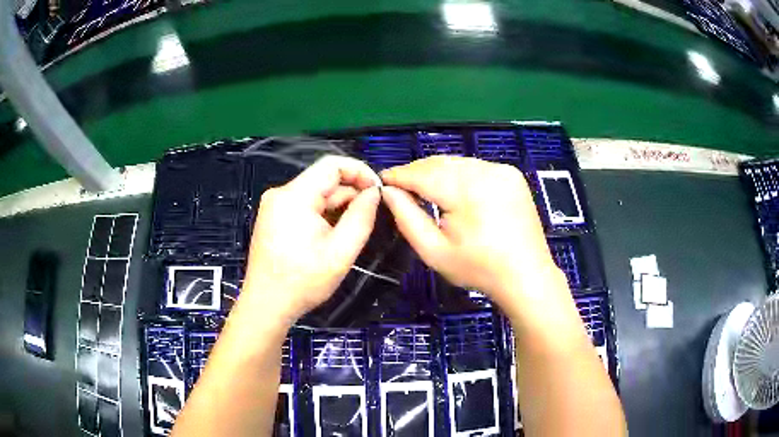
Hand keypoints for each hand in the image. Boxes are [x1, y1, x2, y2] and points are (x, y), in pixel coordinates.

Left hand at [240, 155, 380, 322]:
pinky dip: (322, 215)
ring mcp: (273, 206)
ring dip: (336, 207)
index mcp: (294, 196)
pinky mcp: (272, 218)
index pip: (331, 165)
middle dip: (349, 194)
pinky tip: (330, 236)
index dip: (359, 171)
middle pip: (323, 180)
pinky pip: (304, 206)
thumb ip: (361, 217)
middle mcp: (280, 194)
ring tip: (349, 233)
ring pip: (314, 194)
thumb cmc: (303, 282)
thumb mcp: (341, 252)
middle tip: (368, 218)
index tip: (377, 191)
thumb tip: (374, 192)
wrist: (266, 305)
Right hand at [381, 156, 562, 312]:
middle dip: (416, 172)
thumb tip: (387, 191)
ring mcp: (502, 170)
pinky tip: (453, 190)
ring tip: (422, 188)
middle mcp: (486, 171)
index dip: (399, 175)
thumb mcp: (434, 251)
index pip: (422, 173)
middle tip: (399, 186)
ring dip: (437, 172)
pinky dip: (458, 174)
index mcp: (466, 190)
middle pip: (440, 163)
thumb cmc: (478, 269)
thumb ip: (407, 217)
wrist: (527, 276)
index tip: (381, 180)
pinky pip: (475, 167)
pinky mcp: (512, 174)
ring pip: (457, 162)